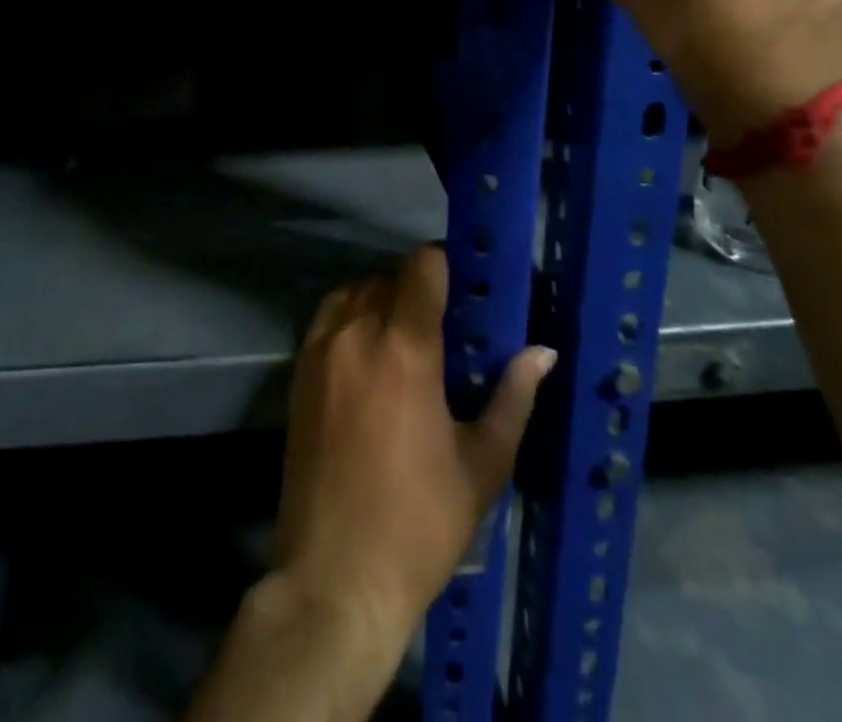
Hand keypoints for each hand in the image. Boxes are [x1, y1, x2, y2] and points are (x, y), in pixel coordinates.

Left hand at [273, 246, 555, 645]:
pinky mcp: (298, 372)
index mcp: (405, 348)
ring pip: (355, 292)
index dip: (446, 263)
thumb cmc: (419, 524)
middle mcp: (357, 333)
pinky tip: (369, 353)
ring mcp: (321, 350)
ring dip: (383, 299)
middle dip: (419, 288)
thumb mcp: (481, 465)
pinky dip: (351, 316)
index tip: (467, 283)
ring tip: (406, 335)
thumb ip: (512, 398)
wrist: (334, 578)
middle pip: (390, 277)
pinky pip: (328, 318)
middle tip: (446, 321)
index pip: (422, 266)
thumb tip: (543, 353)